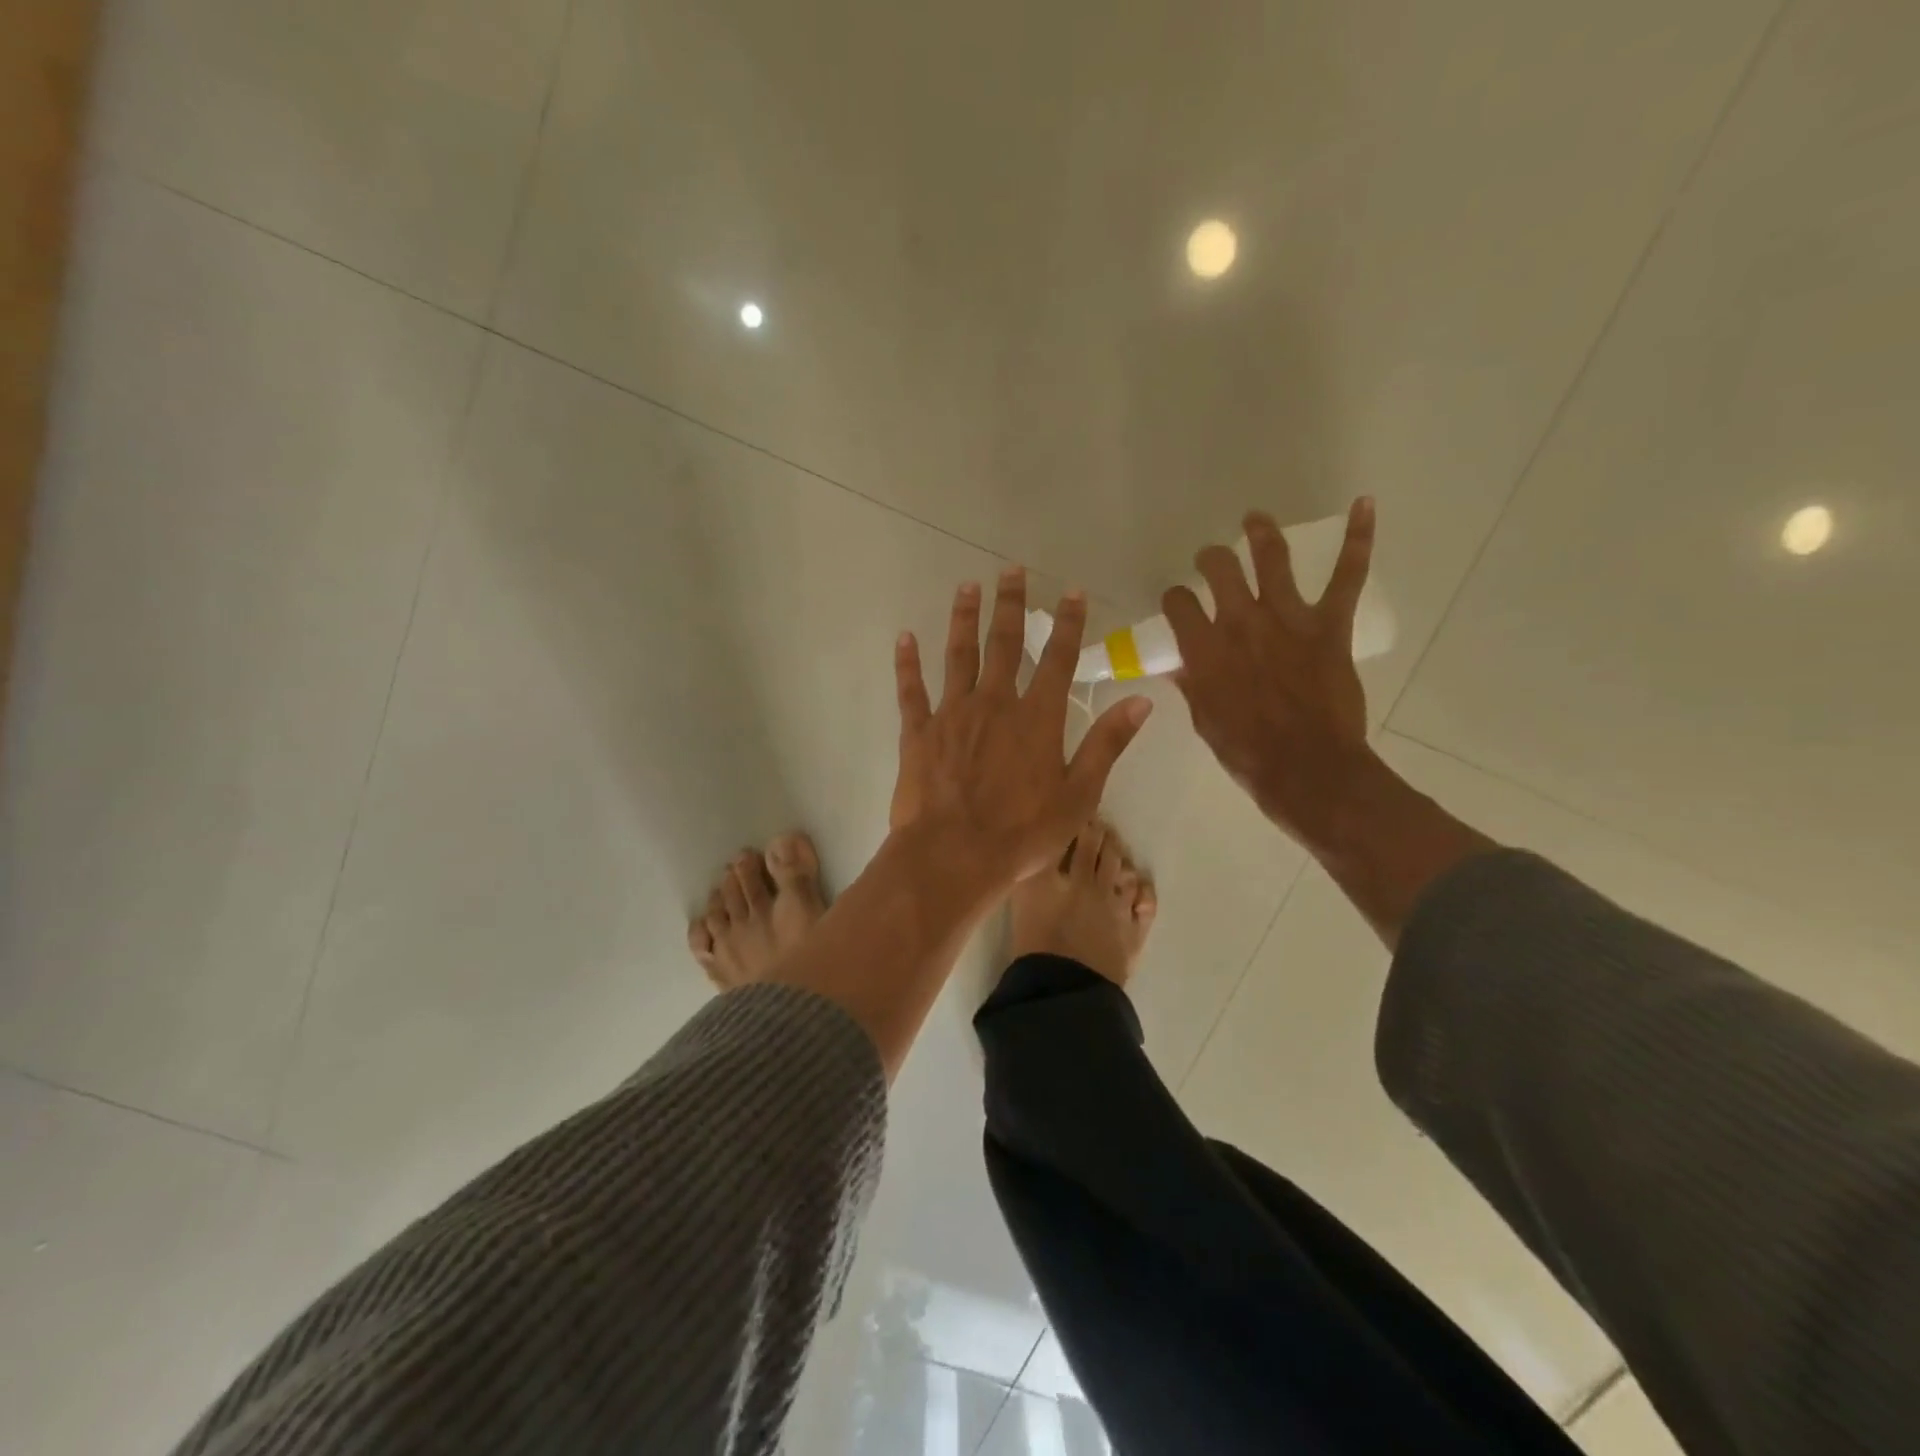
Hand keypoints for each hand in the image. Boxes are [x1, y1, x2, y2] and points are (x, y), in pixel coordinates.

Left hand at [892, 568, 1151, 884]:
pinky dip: (907, 663)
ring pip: (959, 655)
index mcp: (1037, 719)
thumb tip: (1141, 701)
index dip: (1068, 624)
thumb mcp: (1079, 795)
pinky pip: (911, 690)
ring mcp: (953, 714)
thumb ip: (1107, 745)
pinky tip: (905, 638)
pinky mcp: (919, 732)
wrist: (953, 856)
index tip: (1072, 592)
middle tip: (1011, 570)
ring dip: (964, 619)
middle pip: (1005, 644)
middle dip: (1011, 605)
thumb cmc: (1021, 833)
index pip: (1058, 659)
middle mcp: (995, 704)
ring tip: (967, 587)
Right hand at [1162, 498, 1376, 850]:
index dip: (1175, 599)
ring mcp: (1288, 620)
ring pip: (1272, 559)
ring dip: (1262, 533)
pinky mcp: (1329, 626)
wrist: (1308, 771)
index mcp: (1204, 649)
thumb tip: (1180, 666)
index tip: (1179, 604)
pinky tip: (1364, 505)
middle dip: (1211, 558)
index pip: (1179, 603)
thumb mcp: (1204, 720)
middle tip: (1211, 560)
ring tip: (1255, 519)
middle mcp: (1241, 623)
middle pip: (1220, 568)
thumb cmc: (1247, 754)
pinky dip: (1358, 539)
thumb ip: (1192, 685)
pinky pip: (1347, 576)